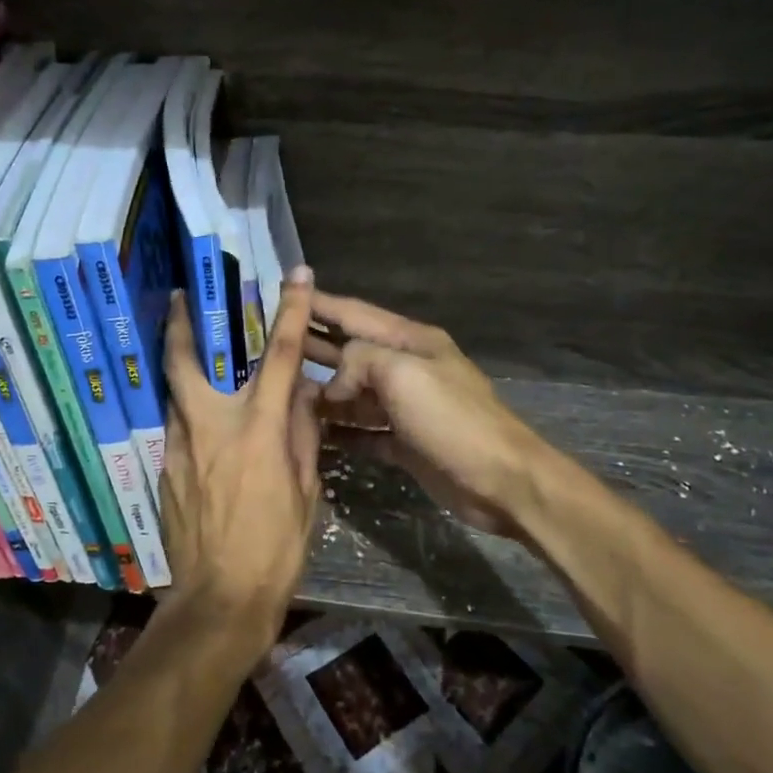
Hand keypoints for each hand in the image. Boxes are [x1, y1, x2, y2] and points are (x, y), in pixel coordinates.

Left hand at [159, 266, 323, 655]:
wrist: (219, 600)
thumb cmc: (276, 549)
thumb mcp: (307, 493)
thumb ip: (303, 437)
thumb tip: (304, 398)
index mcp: (258, 430)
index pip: (282, 357)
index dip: (292, 312)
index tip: (297, 276)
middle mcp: (212, 427)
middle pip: (186, 361)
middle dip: (180, 323)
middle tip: (177, 297)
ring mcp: (181, 447)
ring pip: (174, 393)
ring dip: (180, 368)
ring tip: (190, 356)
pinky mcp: (165, 470)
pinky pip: (176, 428)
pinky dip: (187, 414)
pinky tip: (199, 426)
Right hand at [306, 293, 548, 539]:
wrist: (502, 481)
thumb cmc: (452, 419)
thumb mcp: (403, 373)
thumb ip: (359, 361)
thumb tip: (334, 385)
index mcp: (410, 342)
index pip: (354, 314)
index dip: (319, 303)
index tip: (286, 291)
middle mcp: (406, 369)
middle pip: (350, 352)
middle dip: (313, 347)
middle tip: (270, 344)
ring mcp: (405, 408)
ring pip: (354, 395)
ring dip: (322, 393)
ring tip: (282, 393)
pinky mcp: (405, 443)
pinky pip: (363, 431)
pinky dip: (341, 432)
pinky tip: (313, 434)